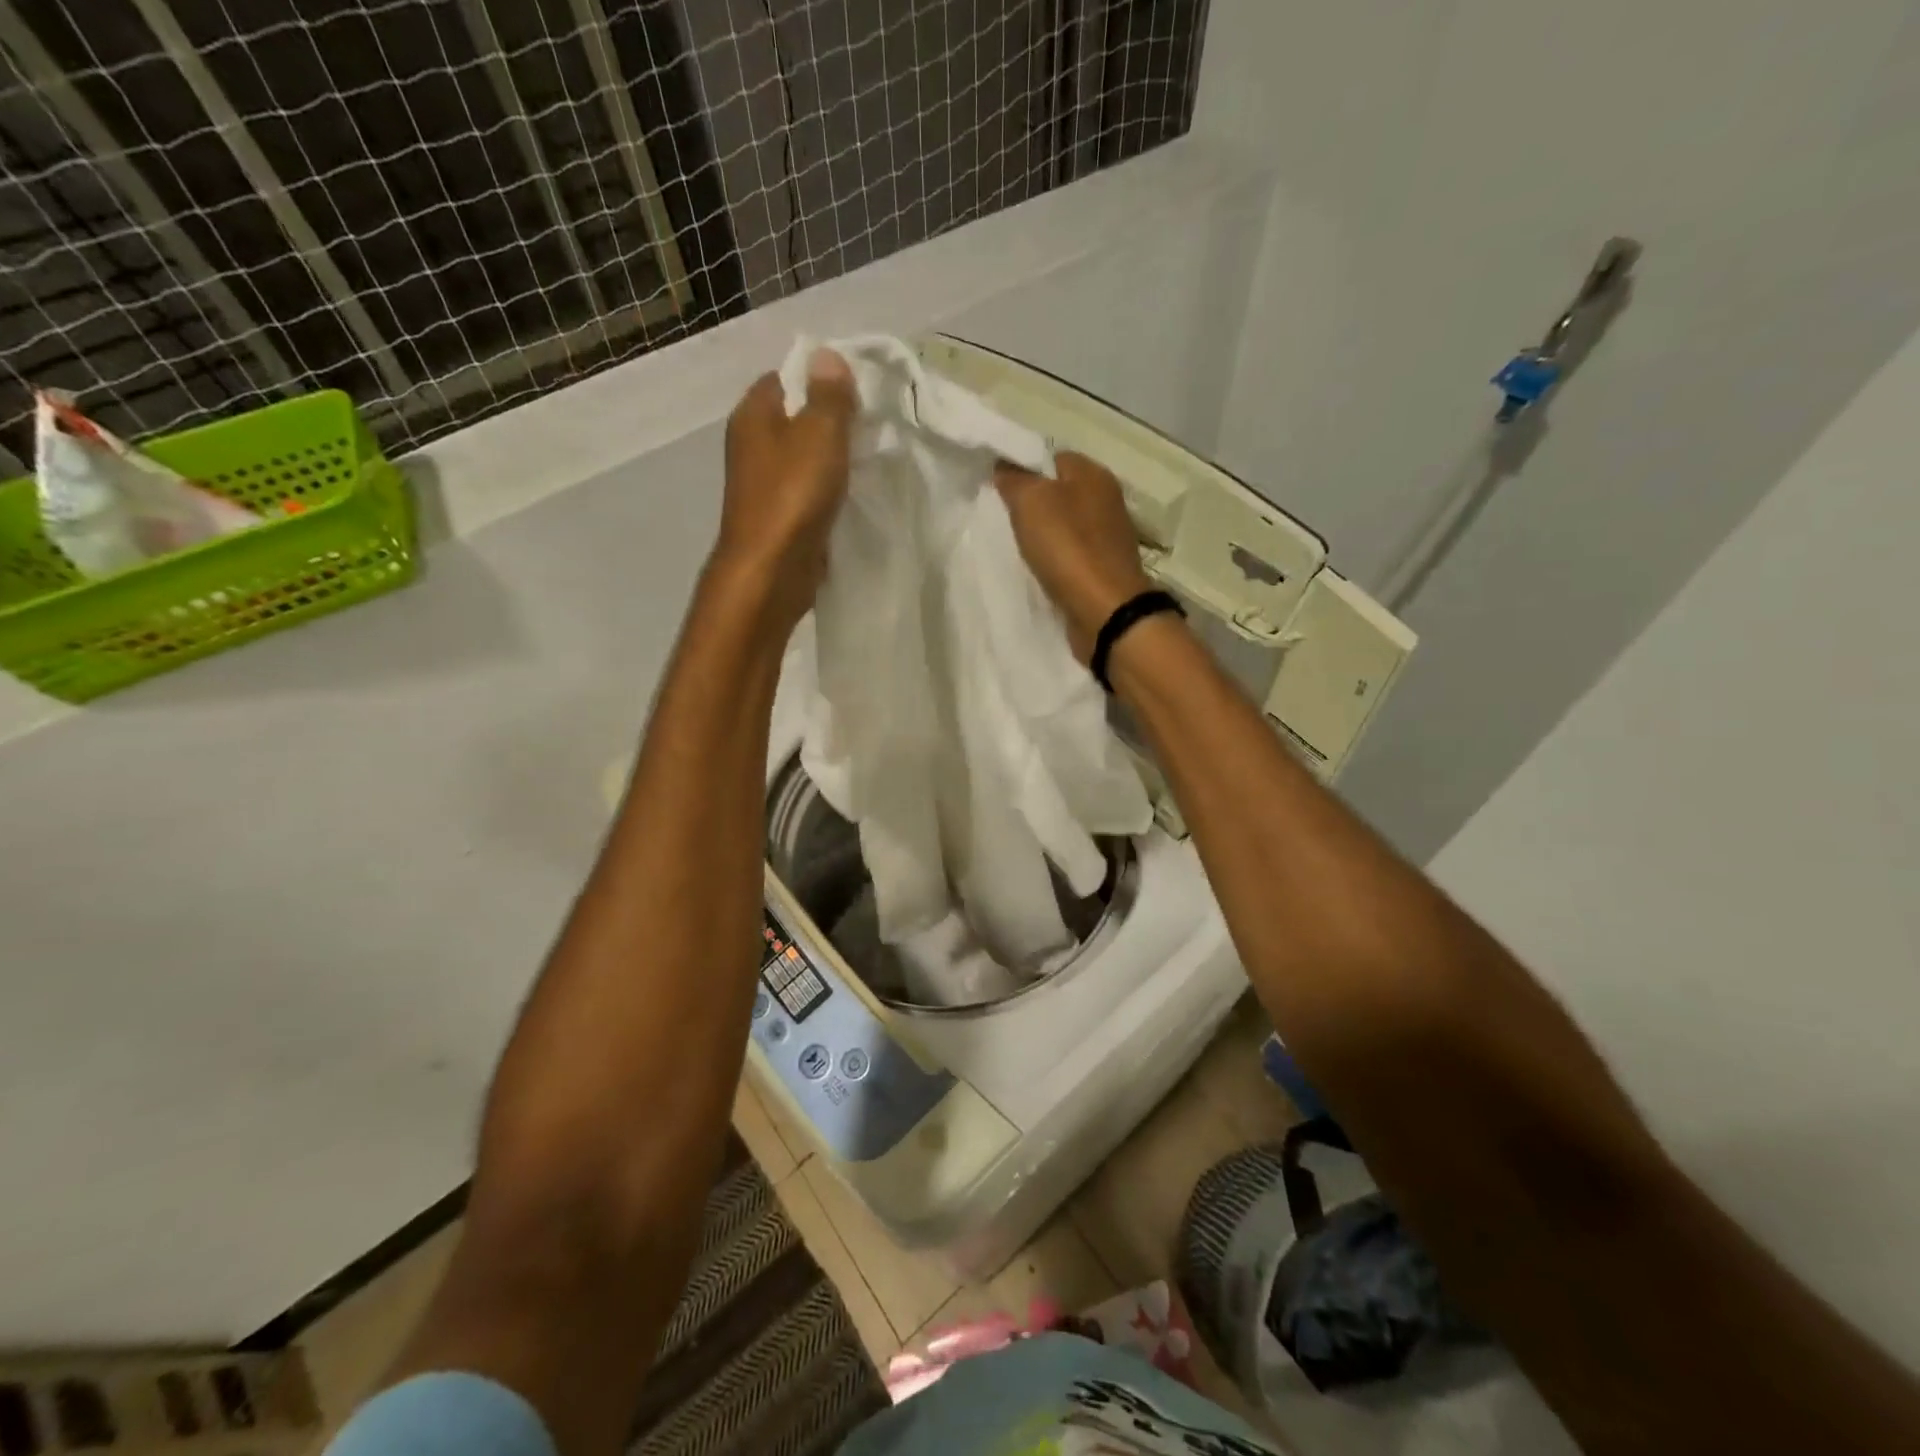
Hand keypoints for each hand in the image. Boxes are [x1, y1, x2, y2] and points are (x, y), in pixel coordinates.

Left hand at [712, 350, 857, 631]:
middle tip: (871, 428)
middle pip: (797, 419)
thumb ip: (829, 395)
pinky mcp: (778, 517)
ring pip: (804, 459)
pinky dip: (828, 492)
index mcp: (753, 414)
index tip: (858, 393)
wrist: (771, 571)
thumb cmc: (792, 495)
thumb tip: (827, 356)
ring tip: (868, 461)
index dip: (821, 379)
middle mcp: (752, 445)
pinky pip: (808, 492)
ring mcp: (763, 484)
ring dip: (832, 461)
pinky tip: (854, 497)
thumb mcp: (819, 434)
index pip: (786, 377)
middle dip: (832, 422)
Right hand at [994, 451, 1153, 658]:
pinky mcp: (1105, 568)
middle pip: (1060, 493)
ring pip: (1066, 526)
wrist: (1105, 610)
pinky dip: (1056, 561)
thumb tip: (1004, 465)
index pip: (1052, 458)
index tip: (999, 490)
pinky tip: (1040, 571)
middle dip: (1033, 505)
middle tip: (1005, 520)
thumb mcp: (1030, 502)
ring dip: (1044, 536)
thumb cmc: (1068, 547)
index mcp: (1093, 473)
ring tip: (1019, 549)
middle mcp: (1107, 499)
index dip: (1024, 469)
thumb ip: (1014, 479)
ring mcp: (1109, 536)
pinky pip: (1073, 555)